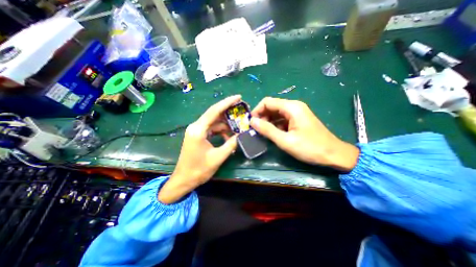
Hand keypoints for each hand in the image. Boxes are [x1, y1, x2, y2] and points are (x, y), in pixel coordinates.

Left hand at [159, 95, 241, 202]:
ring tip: (238, 129)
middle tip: (242, 112)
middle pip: (214, 115)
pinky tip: (228, 137)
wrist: (184, 180)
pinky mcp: (198, 135)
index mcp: (198, 129)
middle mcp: (196, 127)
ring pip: (214, 123)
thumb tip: (242, 135)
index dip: (227, 103)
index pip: (214, 111)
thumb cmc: (199, 170)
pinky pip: (212, 129)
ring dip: (226, 125)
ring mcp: (196, 131)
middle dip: (229, 113)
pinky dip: (221, 132)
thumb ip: (231, 144)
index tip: (238, 97)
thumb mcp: (218, 157)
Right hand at [251, 97, 358, 170]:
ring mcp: (297, 112)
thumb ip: (267, 130)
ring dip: (267, 121)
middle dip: (262, 116)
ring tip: (262, 133)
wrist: (333, 154)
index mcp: (291, 107)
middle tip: (256, 130)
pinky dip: (275, 124)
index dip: (257, 111)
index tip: (251, 123)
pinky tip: (273, 133)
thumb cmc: (310, 148)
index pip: (267, 102)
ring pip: (276, 113)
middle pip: (271, 106)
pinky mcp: (298, 119)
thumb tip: (252, 121)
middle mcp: (294, 106)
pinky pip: (282, 118)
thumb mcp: (285, 140)